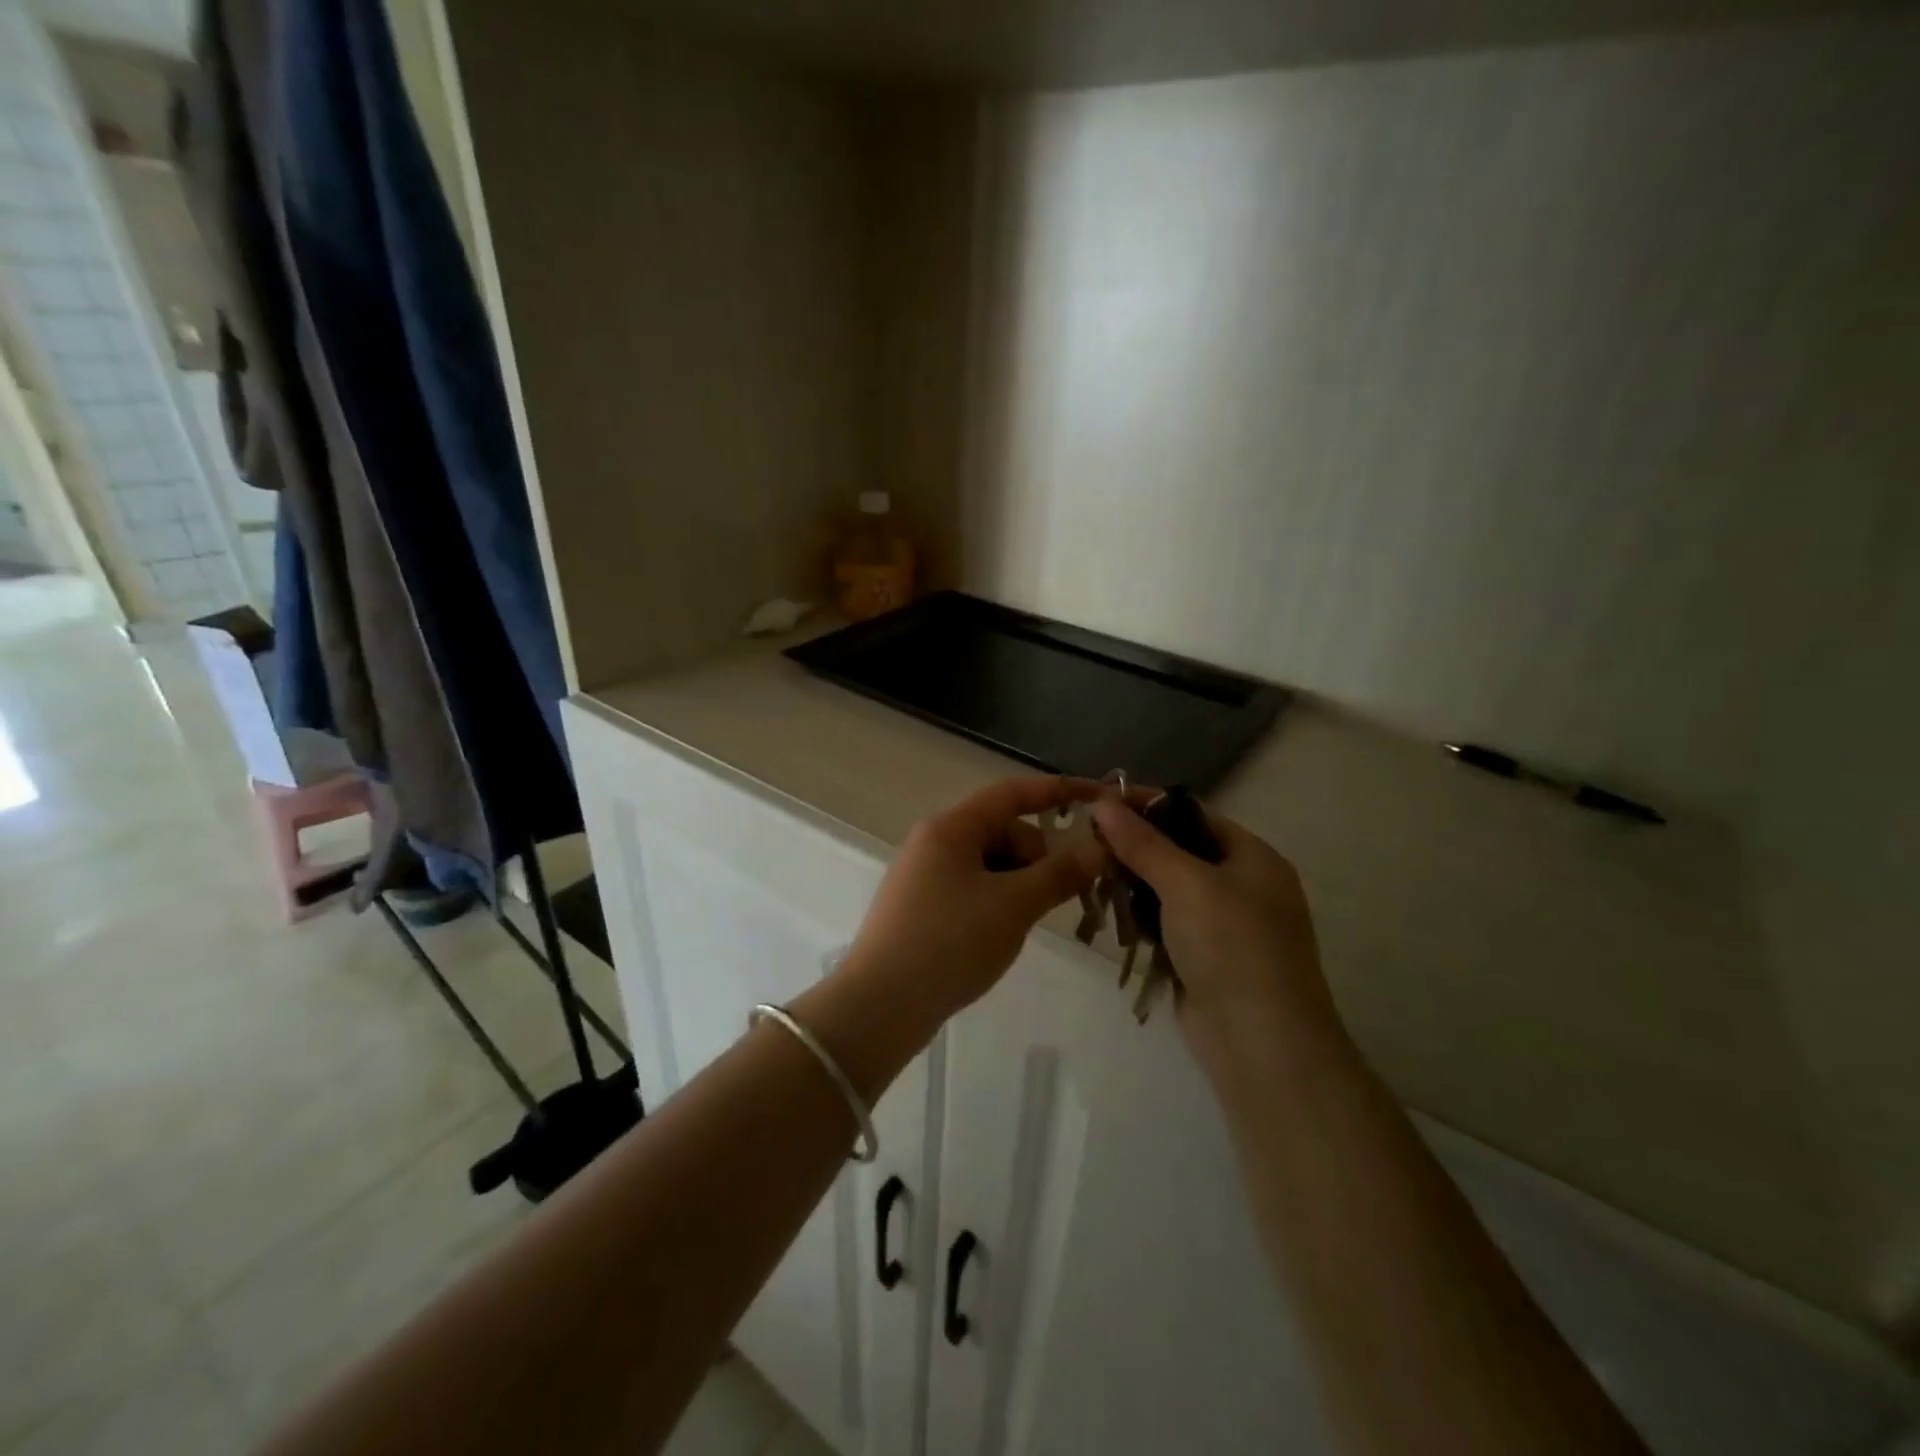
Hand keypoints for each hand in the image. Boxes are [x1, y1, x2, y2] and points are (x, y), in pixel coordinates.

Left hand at [841, 777, 1105, 1024]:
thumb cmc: (949, 943)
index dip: (1058, 791)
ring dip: (1020, 884)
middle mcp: (934, 842)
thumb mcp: (1013, 906)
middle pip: (1003, 831)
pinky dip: (998, 902)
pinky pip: (973, 889)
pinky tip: (1002, 934)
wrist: (879, 1006)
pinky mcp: (923, 907)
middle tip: (1060, 896)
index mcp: (951, 828)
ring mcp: (925, 876)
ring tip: (1027, 923)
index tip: (1099, 798)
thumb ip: (1059, 873)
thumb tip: (1099, 849)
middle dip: (1038, 856)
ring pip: (990, 864)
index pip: (1012, 793)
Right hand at [1091, 794, 1344, 1069]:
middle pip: (1180, 851)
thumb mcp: (1187, 884)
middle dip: (1135, 845)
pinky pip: (1166, 923)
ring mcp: (1224, 926)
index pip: (1194, 815)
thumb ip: (1143, 843)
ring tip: (1089, 872)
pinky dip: (1140, 916)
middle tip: (1086, 839)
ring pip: (1168, 889)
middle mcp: (1242, 885)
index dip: (1148, 805)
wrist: (1261, 1044)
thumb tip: (1104, 803)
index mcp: (1253, 858)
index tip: (1100, 799)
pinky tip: (1109, 911)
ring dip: (1133, 882)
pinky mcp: (1203, 958)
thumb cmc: (1232, 946)